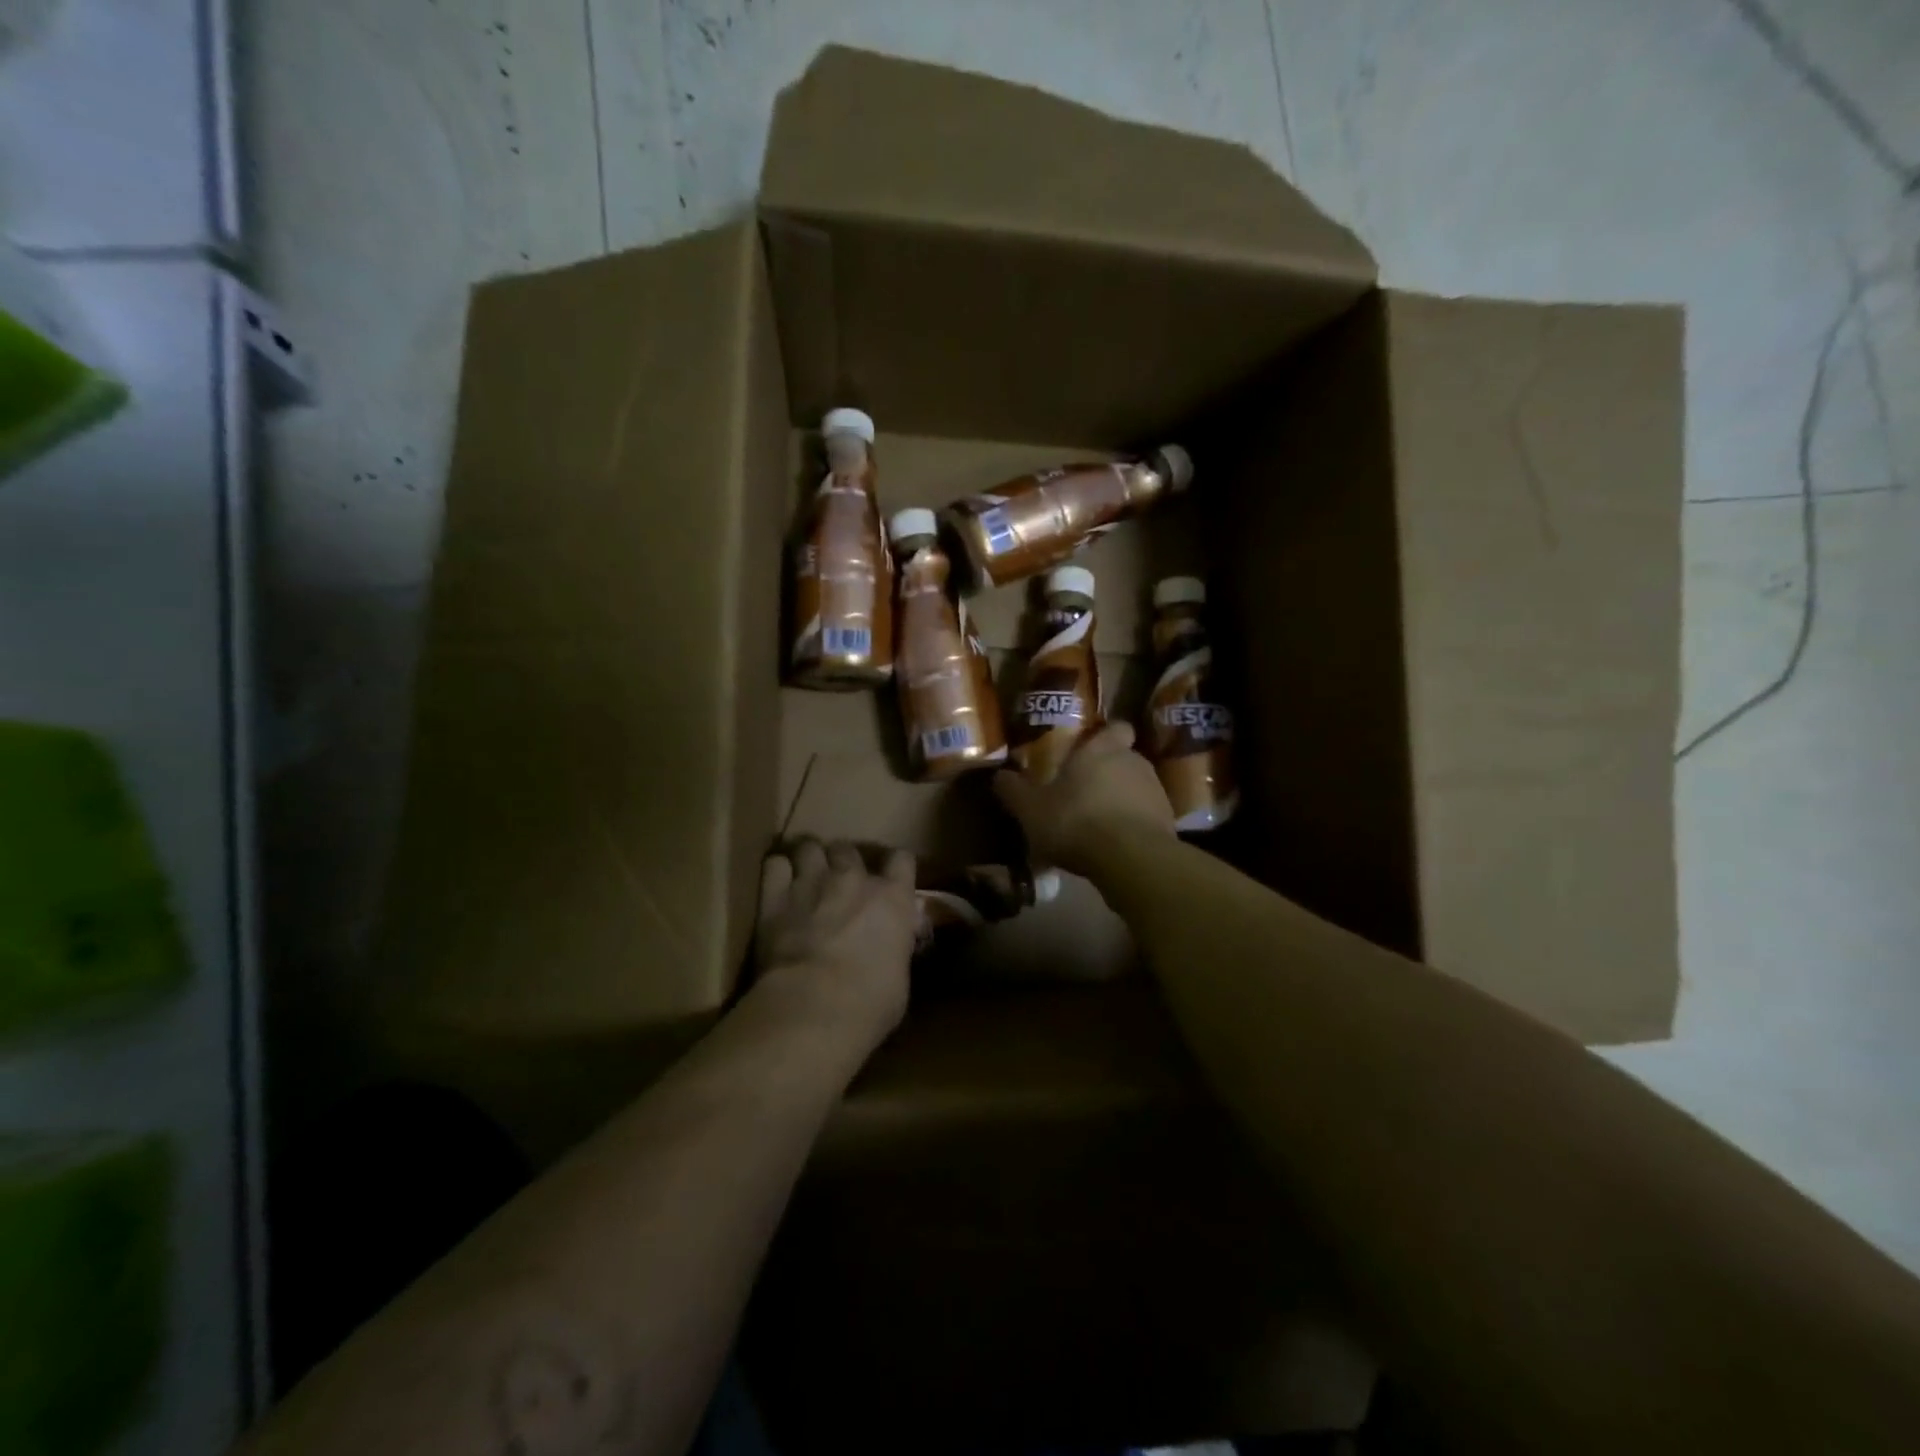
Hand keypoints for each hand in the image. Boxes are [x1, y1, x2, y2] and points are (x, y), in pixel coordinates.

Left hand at [754, 840, 917, 1050]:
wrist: (814, 1007)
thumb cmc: (870, 1003)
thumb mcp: (899, 977)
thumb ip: (893, 950)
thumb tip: (887, 951)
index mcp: (893, 899)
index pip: (902, 860)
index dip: (895, 867)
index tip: (889, 879)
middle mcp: (854, 880)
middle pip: (848, 849)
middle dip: (843, 861)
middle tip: (839, 883)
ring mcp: (812, 882)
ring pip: (810, 847)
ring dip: (809, 860)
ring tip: (805, 877)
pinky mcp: (774, 896)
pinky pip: (775, 864)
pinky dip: (777, 871)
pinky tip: (777, 886)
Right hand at [993, 722, 1174, 876]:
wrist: (1131, 859)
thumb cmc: (1076, 821)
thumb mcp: (1030, 809)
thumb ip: (1013, 790)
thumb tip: (999, 776)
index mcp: (1102, 749)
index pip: (1115, 727)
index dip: (1105, 735)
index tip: (1090, 749)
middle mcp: (1134, 761)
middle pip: (1123, 758)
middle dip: (1106, 772)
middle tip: (1082, 792)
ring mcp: (1156, 791)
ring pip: (1135, 788)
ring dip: (1119, 800)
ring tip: (1096, 824)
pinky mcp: (1168, 822)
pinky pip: (1146, 816)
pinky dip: (1132, 826)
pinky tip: (1113, 846)